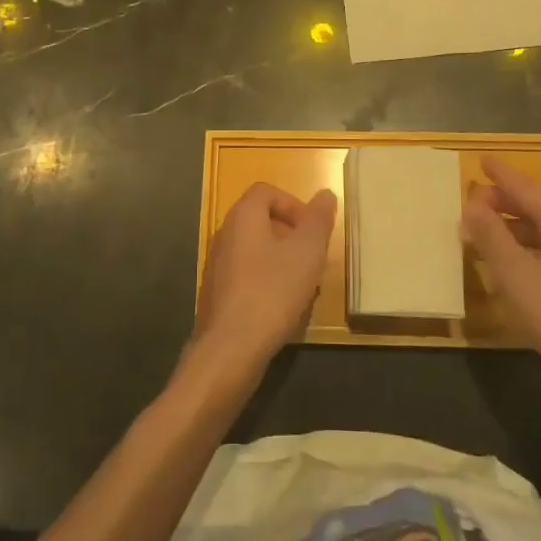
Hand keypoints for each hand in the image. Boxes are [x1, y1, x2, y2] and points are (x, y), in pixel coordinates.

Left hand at [194, 183, 336, 378]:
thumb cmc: (272, 292)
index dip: (293, 204)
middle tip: (312, 258)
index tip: (312, 229)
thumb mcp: (307, 252)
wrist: (230, 348)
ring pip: (254, 250)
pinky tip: (280, 307)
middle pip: (260, 220)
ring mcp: (216, 265)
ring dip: (280, 260)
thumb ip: (318, 220)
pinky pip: (245, 275)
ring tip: (301, 285)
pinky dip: (265, 281)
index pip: (267, 191)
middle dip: (290, 234)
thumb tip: (325, 194)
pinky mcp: (215, 293)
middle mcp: (224, 234)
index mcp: (243, 216)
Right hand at [462, 155, 540, 410]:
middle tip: (474, 200)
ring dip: (513, 228)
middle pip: (538, 209)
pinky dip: (525, 250)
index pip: (528, 189)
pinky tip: (512, 268)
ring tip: (485, 233)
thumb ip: (491, 236)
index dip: (503, 175)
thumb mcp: (516, 274)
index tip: (482, 159)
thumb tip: (472, 204)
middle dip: (505, 202)